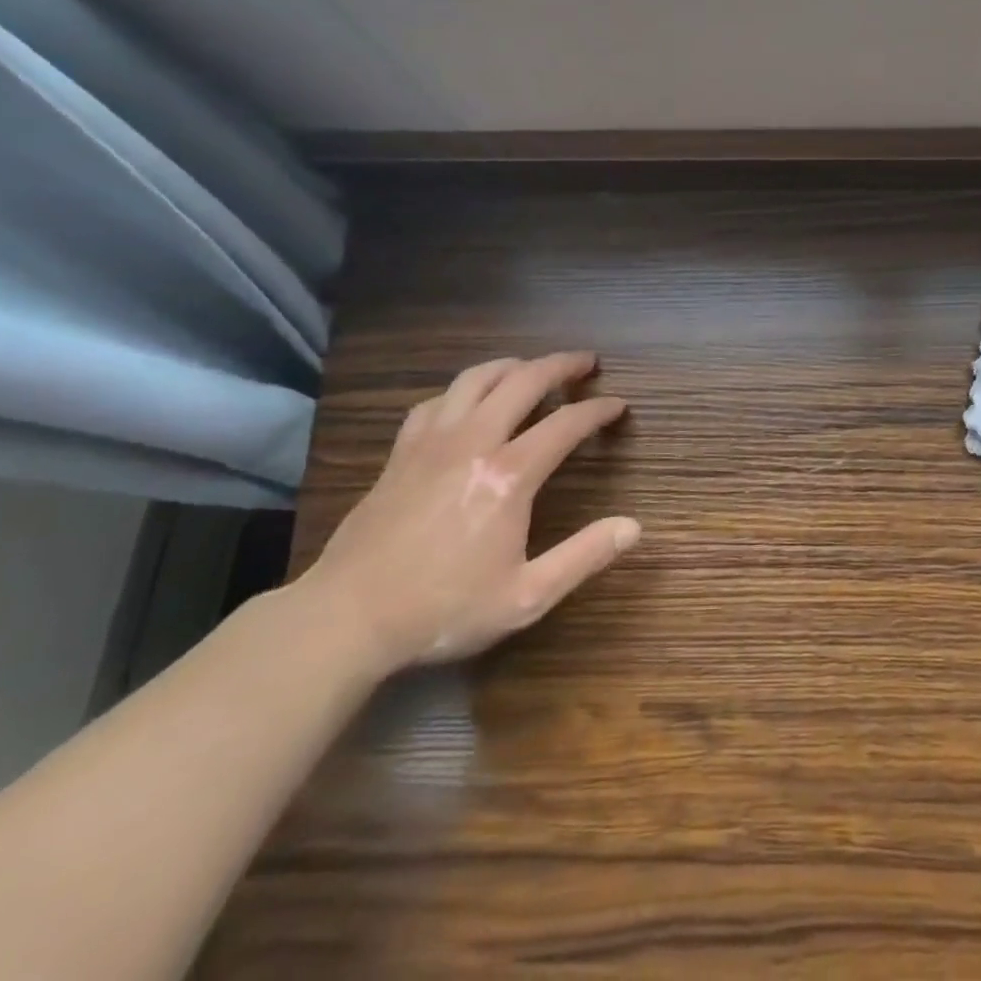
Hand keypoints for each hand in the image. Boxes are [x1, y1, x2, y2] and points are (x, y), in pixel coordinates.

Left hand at [299, 352, 639, 675]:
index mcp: (509, 475)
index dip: (599, 409)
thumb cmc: (443, 609)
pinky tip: (469, 402)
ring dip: (513, 365)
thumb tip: (633, 527)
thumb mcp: (525, 597)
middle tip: (586, 362)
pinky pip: (436, 401)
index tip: (619, 405)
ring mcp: (432, 442)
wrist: (346, 618)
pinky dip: (464, 391)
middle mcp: (473, 442)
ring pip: (476, 378)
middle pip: (523, 381)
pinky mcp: (401, 452)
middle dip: (561, 365)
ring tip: (532, 368)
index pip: (566, 423)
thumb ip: (583, 557)